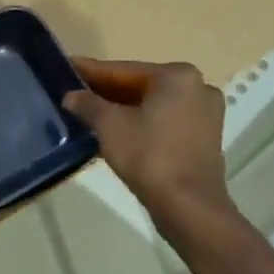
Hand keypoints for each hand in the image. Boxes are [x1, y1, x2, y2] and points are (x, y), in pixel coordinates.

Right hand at [64, 58, 227, 220]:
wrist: (188, 206)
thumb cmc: (149, 156)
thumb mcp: (109, 126)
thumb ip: (88, 105)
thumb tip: (71, 96)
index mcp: (177, 76)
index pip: (124, 70)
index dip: (92, 72)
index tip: (69, 68)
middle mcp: (197, 88)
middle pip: (140, 86)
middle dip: (107, 92)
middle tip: (75, 94)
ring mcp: (205, 115)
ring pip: (153, 106)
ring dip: (123, 111)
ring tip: (90, 114)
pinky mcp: (204, 139)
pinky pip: (164, 123)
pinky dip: (141, 125)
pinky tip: (115, 133)